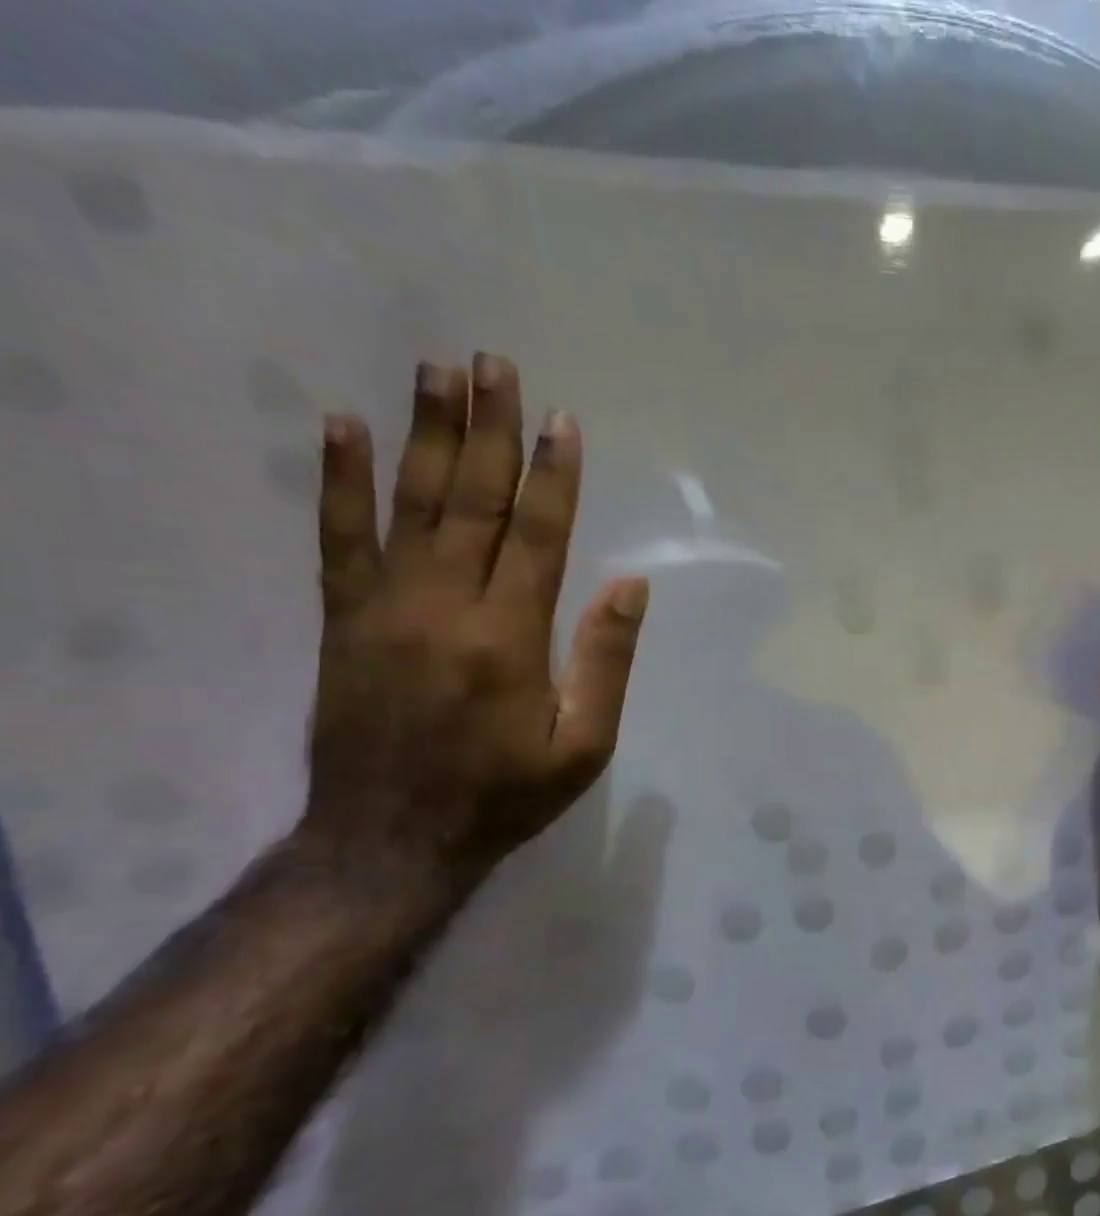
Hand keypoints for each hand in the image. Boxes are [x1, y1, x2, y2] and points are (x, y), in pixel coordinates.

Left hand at [296, 353, 648, 887]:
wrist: (393, 838)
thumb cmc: (505, 794)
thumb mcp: (584, 744)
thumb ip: (606, 661)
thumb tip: (630, 585)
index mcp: (511, 637)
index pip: (538, 536)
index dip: (553, 476)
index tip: (562, 420)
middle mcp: (446, 606)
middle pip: (471, 501)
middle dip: (488, 429)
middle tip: (493, 363)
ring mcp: (385, 606)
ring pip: (409, 504)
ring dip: (424, 432)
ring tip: (436, 371)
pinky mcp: (343, 619)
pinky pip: (337, 538)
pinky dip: (337, 480)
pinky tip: (341, 427)